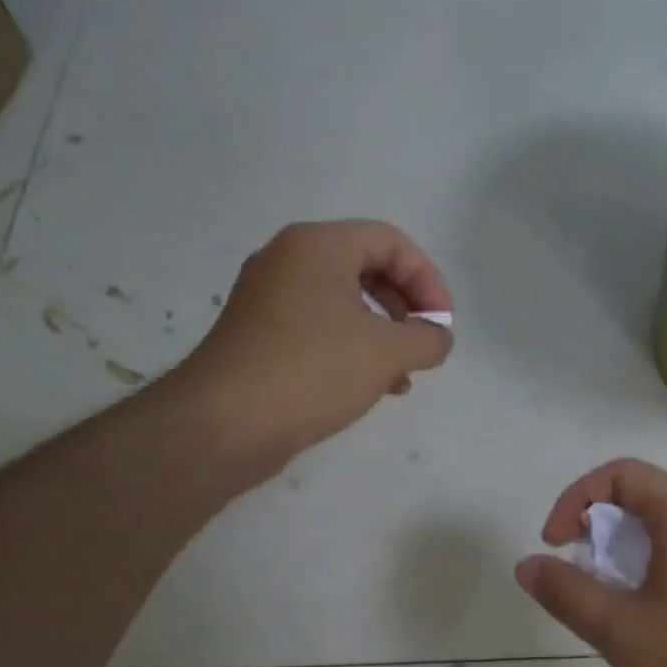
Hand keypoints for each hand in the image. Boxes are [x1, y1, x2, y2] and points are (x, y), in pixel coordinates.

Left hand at [163, 220, 453, 477]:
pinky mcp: (260, 334)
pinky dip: (353, 348)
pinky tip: (372, 386)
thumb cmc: (313, 371)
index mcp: (318, 246)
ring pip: (345, 302)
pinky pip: (320, 327)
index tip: (442, 324)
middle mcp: (289, 260)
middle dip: (406, 307)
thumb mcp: (388, 353)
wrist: (224, 424)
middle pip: (368, 268)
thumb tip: (437, 338)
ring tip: (403, 374)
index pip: (391, 242)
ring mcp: (269, 298)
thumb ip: (428, 339)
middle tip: (424, 343)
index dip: (428, 280)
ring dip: (383, 333)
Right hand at [515, 459, 666, 666]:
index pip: (623, 474)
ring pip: (661, 526)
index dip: (578, 497)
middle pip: (643, 494)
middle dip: (596, 520)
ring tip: (598, 590)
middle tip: (573, 564)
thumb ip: (567, 591)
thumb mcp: (619, 630)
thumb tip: (527, 565)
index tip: (555, 544)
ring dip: (620, 545)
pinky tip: (632, 609)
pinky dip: (645, 564)